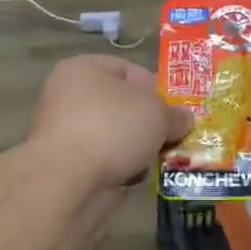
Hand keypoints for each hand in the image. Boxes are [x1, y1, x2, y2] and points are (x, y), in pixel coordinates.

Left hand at [31, 55, 192, 191]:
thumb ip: (174, 114)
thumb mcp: (156, 112)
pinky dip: (122, 168)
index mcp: (83, 68)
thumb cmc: (112, 128)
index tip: (175, 110)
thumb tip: (183, 118)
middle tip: (174, 136)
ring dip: (138, 148)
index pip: (128, 69)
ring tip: (161, 159)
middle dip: (149, 122)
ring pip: (115, 136)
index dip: (155, 88)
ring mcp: (66, 132)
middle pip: (122, 105)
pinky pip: (105, 161)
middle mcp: (69, 95)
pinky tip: (139, 176)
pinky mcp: (67, 165)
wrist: (67, 181)